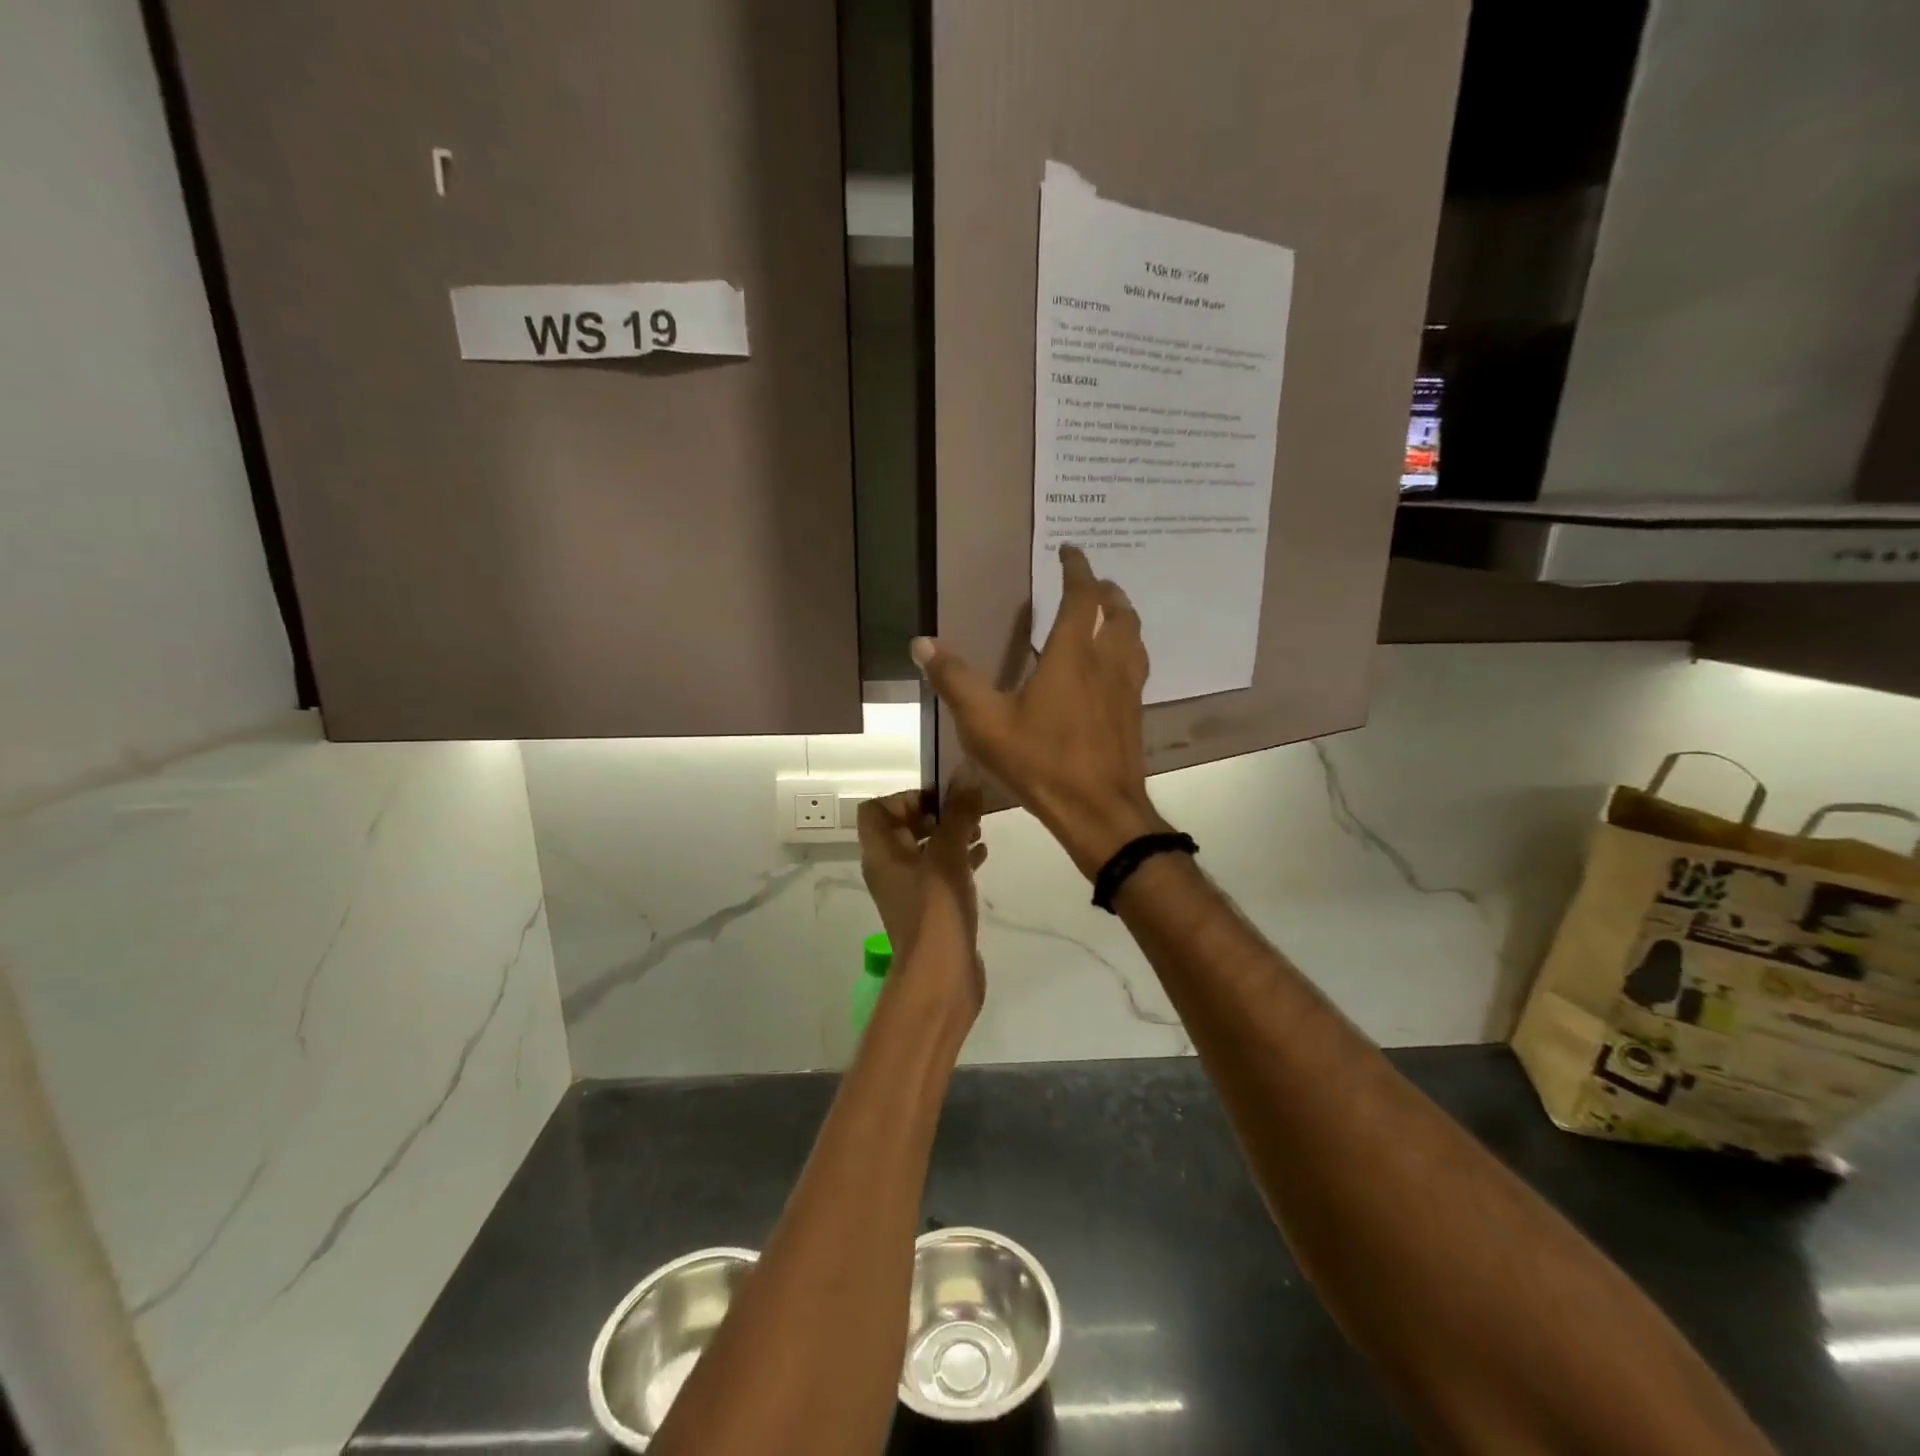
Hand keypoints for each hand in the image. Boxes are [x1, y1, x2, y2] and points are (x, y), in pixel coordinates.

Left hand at [857, 785, 987, 1020]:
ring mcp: (909, 891)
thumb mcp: (948, 855)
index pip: (876, 809)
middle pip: (903, 827)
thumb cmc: (936, 909)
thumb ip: (957, 815)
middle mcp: (889, 869)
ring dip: (949, 836)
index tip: (940, 799)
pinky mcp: (930, 908)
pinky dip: (958, 859)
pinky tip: (983, 856)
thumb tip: (966, 778)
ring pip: (925, 850)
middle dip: (935, 814)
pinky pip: (940, 873)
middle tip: (966, 811)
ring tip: (980, 829)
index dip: (905, 798)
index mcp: (881, 853)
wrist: (941, 975)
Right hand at [911, 545, 1165, 877]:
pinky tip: (1111, 670)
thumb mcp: (986, 722)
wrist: (1099, 811)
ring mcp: (1127, 690)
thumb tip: (921, 643)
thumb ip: (955, 680)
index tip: (1070, 550)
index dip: (1077, 569)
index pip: (1082, 597)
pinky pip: (1137, 667)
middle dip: (1106, 591)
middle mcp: (1108, 663)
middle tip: (1093, 582)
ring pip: (1134, 639)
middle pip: (1119, 613)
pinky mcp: (1134, 715)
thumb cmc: (1041, 761)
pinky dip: (1126, 651)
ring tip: (1108, 616)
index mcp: (1073, 655)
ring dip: (1122, 618)